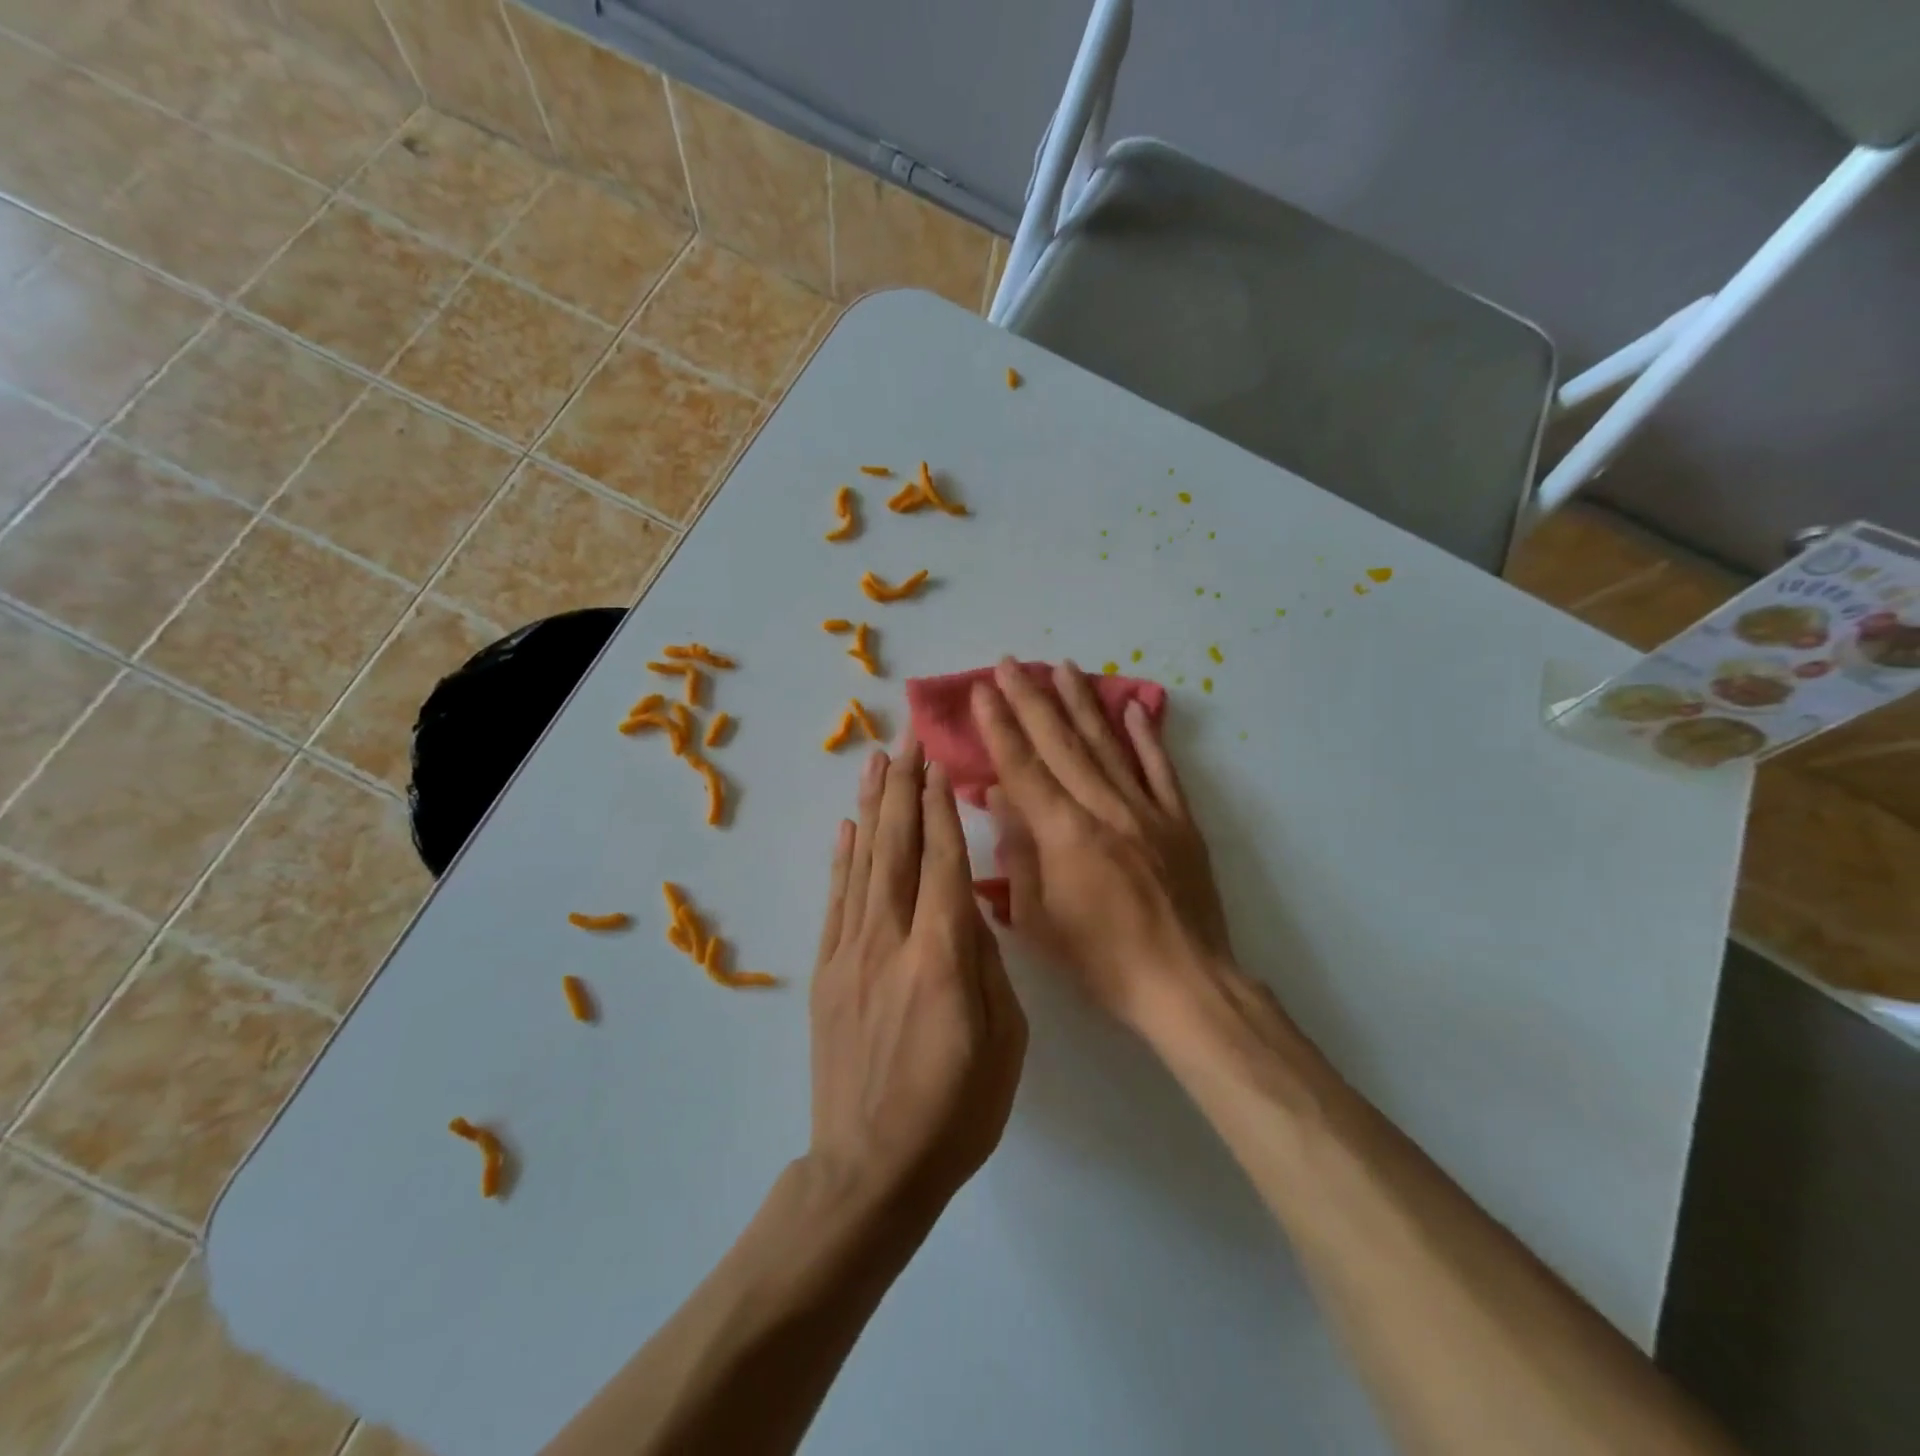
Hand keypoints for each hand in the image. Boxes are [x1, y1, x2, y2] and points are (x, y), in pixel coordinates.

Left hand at [807, 743, 1027, 1219]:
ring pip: (862, 864)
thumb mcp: (1006, 1040)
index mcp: (941, 956)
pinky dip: (841, 859)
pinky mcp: (825, 973)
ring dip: (871, 808)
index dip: (940, 807)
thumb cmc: (956, 1111)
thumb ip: (988, 964)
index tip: (939, 762)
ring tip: (875, 761)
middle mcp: (890, 941)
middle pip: (897, 847)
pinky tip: (847, 828)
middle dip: (904, 788)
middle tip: (906, 739)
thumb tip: (968, 910)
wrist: (871, 1170)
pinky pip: (835, 901)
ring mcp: (850, 954)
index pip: (942, 861)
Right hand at [972, 658, 1232, 1033]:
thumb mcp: (1038, 920)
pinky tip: (1133, 707)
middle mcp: (1105, 809)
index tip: (983, 690)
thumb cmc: (1101, 960)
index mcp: (1065, 835)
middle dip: (1032, 700)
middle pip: (1062, 744)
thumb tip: (1000, 797)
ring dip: (1082, 703)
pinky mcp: (1180, 821)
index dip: (1000, 726)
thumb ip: (1018, 853)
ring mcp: (1147, 810)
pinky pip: (1161, 769)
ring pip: (1108, 745)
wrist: (1184, 983)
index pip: (1024, 767)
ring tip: (1063, 667)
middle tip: (1011, 663)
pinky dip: (1146, 736)